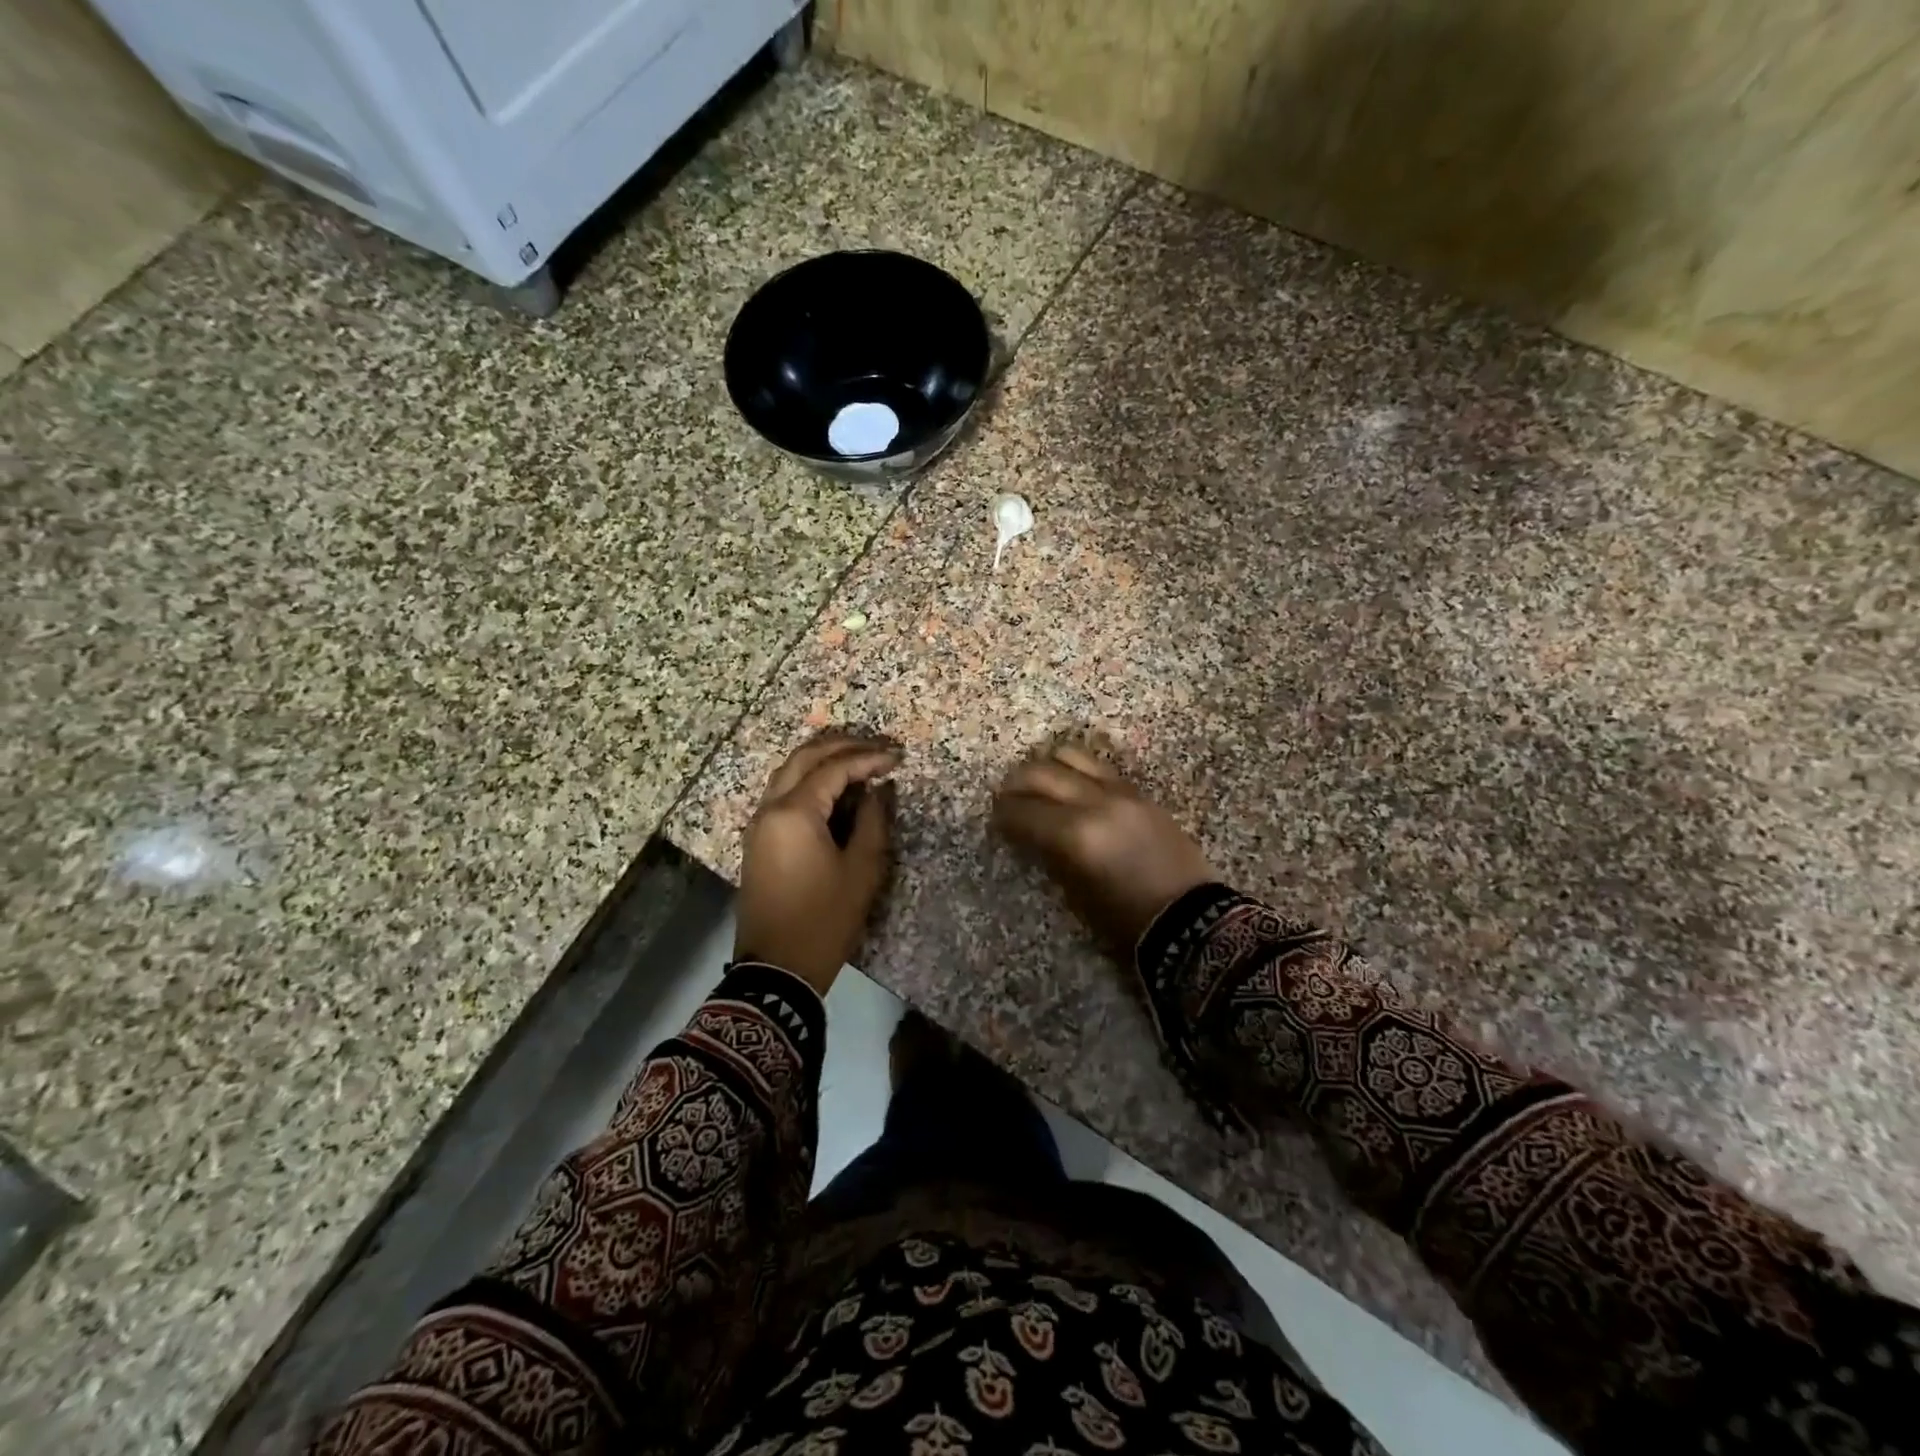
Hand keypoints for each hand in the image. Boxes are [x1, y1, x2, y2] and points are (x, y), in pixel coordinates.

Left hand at [735, 732, 900, 993]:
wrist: (777, 971)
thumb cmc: (825, 920)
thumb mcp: (862, 870)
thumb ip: (873, 821)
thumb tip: (879, 790)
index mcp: (794, 813)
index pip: (834, 769)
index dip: (868, 758)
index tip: (897, 758)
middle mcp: (769, 808)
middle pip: (804, 759)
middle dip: (841, 746)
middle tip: (877, 746)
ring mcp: (758, 823)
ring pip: (789, 772)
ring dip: (822, 760)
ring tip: (858, 758)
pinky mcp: (758, 839)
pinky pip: (782, 793)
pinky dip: (808, 780)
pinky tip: (834, 787)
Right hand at [993, 741, 1215, 954]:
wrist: (1190, 919)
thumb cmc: (1126, 921)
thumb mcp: (1076, 895)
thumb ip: (1048, 855)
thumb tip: (1027, 834)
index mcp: (1075, 835)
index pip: (1023, 811)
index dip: (1003, 815)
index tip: (994, 819)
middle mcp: (1095, 803)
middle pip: (1041, 774)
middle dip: (1016, 784)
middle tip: (1005, 797)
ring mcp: (1120, 792)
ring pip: (1070, 756)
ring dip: (1046, 766)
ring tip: (1037, 783)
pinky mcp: (1139, 792)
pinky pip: (1099, 767)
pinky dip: (1076, 770)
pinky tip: (1070, 784)